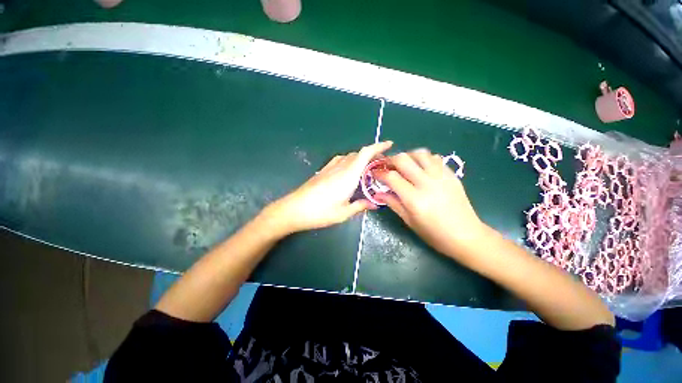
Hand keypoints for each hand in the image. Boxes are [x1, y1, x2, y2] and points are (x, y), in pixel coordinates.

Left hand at [264, 141, 393, 233]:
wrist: (294, 209)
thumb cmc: (320, 212)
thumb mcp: (344, 212)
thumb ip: (360, 205)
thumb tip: (374, 204)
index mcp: (348, 175)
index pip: (365, 154)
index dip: (378, 146)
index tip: (390, 144)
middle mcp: (340, 167)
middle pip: (358, 154)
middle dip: (372, 155)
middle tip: (381, 164)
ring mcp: (330, 168)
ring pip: (349, 156)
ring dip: (360, 158)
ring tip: (367, 168)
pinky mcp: (322, 171)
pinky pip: (340, 160)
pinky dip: (349, 161)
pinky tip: (349, 171)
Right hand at [375, 149, 488, 258]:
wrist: (466, 235)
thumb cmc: (434, 233)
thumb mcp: (409, 221)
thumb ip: (393, 203)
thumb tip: (377, 193)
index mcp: (414, 199)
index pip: (391, 177)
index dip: (379, 173)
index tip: (375, 173)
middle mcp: (427, 183)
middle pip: (403, 159)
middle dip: (390, 160)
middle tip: (387, 167)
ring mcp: (441, 176)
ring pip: (420, 153)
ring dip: (408, 156)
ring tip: (404, 165)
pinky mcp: (451, 174)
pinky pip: (434, 158)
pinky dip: (423, 159)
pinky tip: (421, 168)